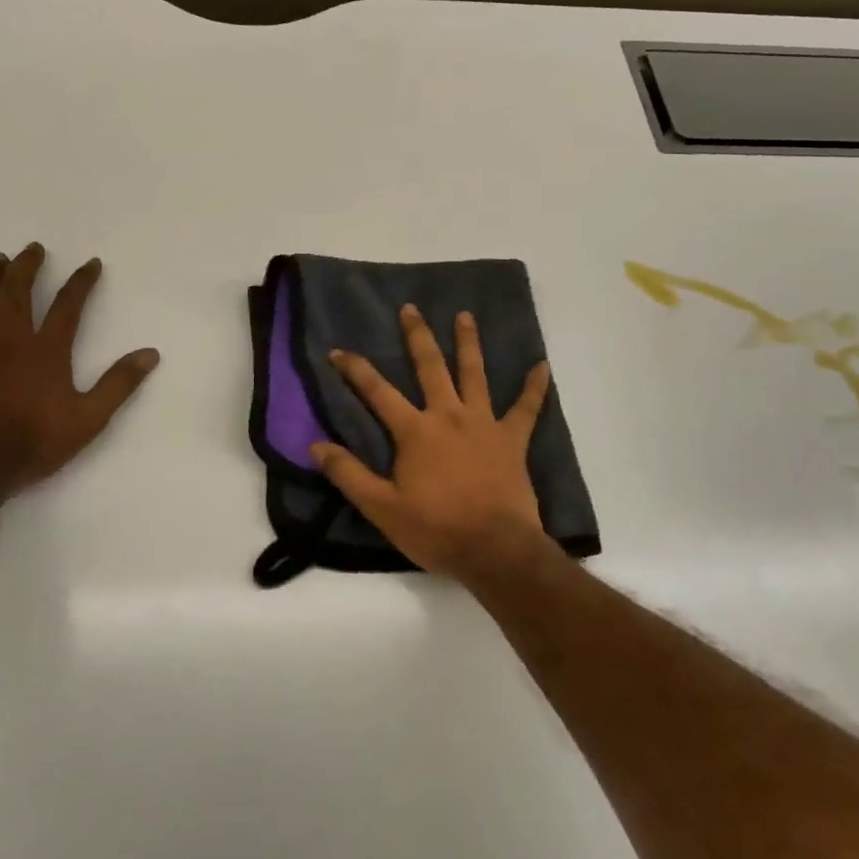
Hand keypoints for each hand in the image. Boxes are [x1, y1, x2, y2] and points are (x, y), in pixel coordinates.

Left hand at [0, 244, 159, 488]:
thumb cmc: (37, 442)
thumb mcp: (91, 417)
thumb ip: (120, 383)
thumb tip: (150, 353)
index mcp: (47, 351)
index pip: (68, 307)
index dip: (81, 283)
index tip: (91, 263)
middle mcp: (11, 343)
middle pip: (18, 295)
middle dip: (27, 268)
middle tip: (33, 249)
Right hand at [311, 304, 554, 585]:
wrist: (495, 550)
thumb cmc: (436, 529)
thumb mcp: (381, 508)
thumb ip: (348, 474)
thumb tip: (315, 445)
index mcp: (415, 431)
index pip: (377, 392)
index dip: (355, 369)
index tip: (338, 350)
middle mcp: (448, 415)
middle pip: (430, 367)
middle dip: (417, 336)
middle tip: (411, 308)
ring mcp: (484, 424)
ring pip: (474, 374)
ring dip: (468, 343)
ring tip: (465, 315)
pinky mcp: (512, 439)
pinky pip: (527, 408)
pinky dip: (535, 387)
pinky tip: (542, 366)